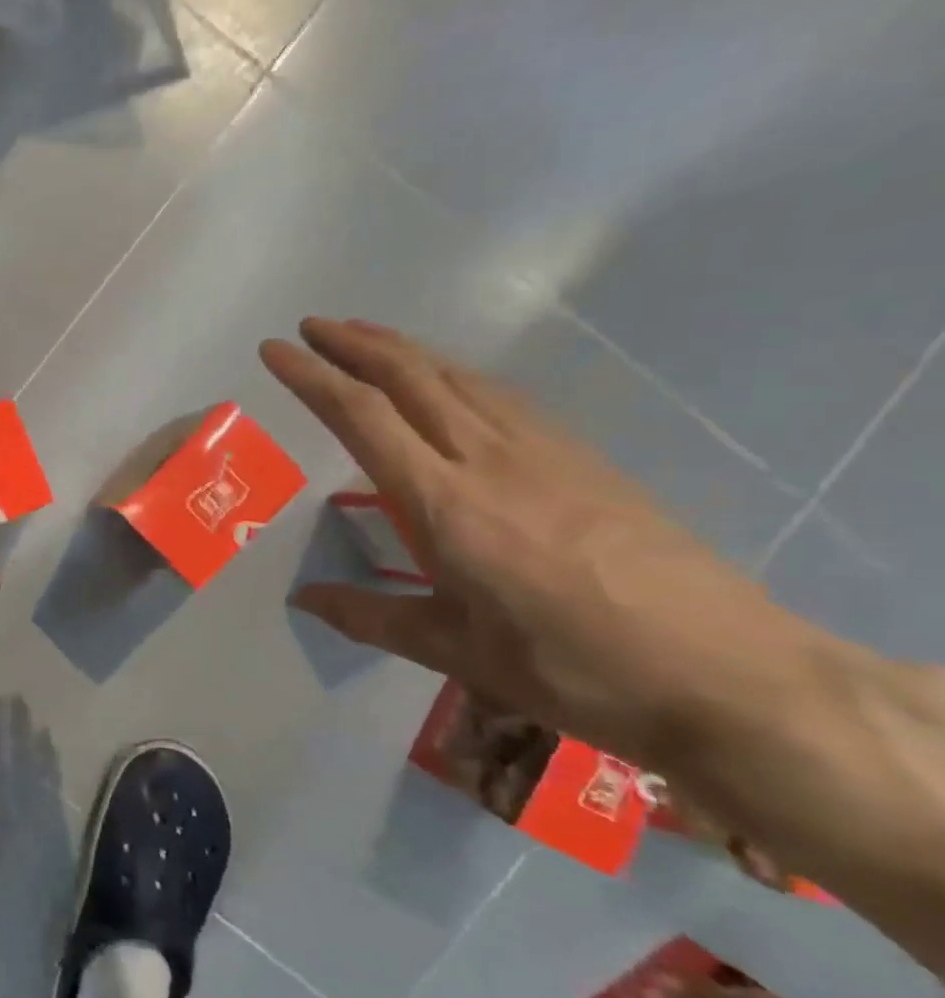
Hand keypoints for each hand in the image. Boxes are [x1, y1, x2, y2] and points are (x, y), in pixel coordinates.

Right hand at [262, 318, 827, 768]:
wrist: (722, 670)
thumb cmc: (568, 666)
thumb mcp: (453, 651)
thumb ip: (370, 617)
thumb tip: (304, 599)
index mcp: (443, 503)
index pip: (362, 417)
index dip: (312, 377)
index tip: (274, 351)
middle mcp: (486, 458)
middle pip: (410, 376)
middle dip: (353, 343)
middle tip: (310, 326)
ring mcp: (542, 450)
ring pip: (458, 376)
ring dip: (404, 349)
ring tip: (366, 336)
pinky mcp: (582, 457)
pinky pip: (500, 395)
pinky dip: (455, 373)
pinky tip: (450, 381)